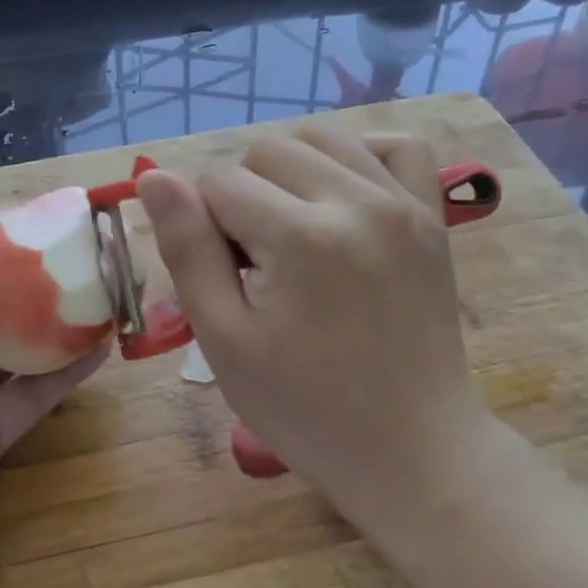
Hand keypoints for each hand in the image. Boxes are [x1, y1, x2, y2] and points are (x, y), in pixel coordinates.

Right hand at [136, 129, 486, 533]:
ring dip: (290, 169)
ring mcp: (403, 204)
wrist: (413, 451)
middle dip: (244, 194)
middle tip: (257, 259)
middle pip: (266, 150)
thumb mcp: (224, 340)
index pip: (219, 182)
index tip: (226, 275)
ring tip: (292, 224)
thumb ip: (187, 249)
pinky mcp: (432, 216)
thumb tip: (155, 176)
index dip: (204, 224)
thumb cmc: (306, 408)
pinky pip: (398, 146)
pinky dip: (361, 154)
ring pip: (321, 136)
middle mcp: (357, 202)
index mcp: (301, 238)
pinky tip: (344, 192)